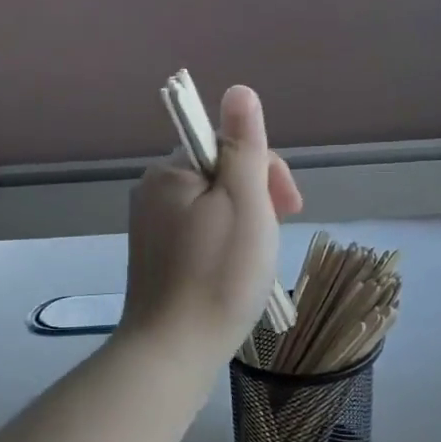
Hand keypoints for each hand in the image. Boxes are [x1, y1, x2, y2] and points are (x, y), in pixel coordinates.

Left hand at [118, 85, 301, 364]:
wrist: (174, 351)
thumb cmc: (218, 275)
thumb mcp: (244, 202)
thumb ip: (244, 145)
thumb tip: (239, 91)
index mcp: (169, 172)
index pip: (228, 147)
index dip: (266, 170)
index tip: (290, 208)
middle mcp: (152, 193)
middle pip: (220, 176)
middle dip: (257, 200)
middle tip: (277, 239)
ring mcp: (150, 229)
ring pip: (212, 209)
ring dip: (245, 225)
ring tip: (259, 263)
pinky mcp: (155, 260)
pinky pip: (198, 236)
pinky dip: (223, 247)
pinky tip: (235, 275)